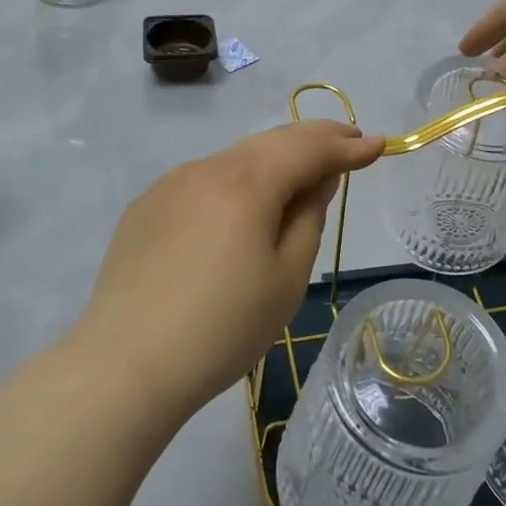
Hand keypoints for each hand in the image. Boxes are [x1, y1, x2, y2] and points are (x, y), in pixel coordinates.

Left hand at [78, 121, 383, 414]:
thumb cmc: (223, 327)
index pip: (309, 148)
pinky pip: (204, 181)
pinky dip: (236, 182)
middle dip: (314, 139)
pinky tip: (240, 208)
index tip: (380, 144)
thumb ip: (309, 217)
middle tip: (348, 142)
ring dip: (274, 160)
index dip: (348, 146)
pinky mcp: (146, 207)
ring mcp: (171, 184)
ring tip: (300, 174)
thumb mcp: (287, 277)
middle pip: (271, 141)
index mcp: (248, 182)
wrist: (126, 366)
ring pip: (236, 159)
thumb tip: (318, 179)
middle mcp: (208, 168)